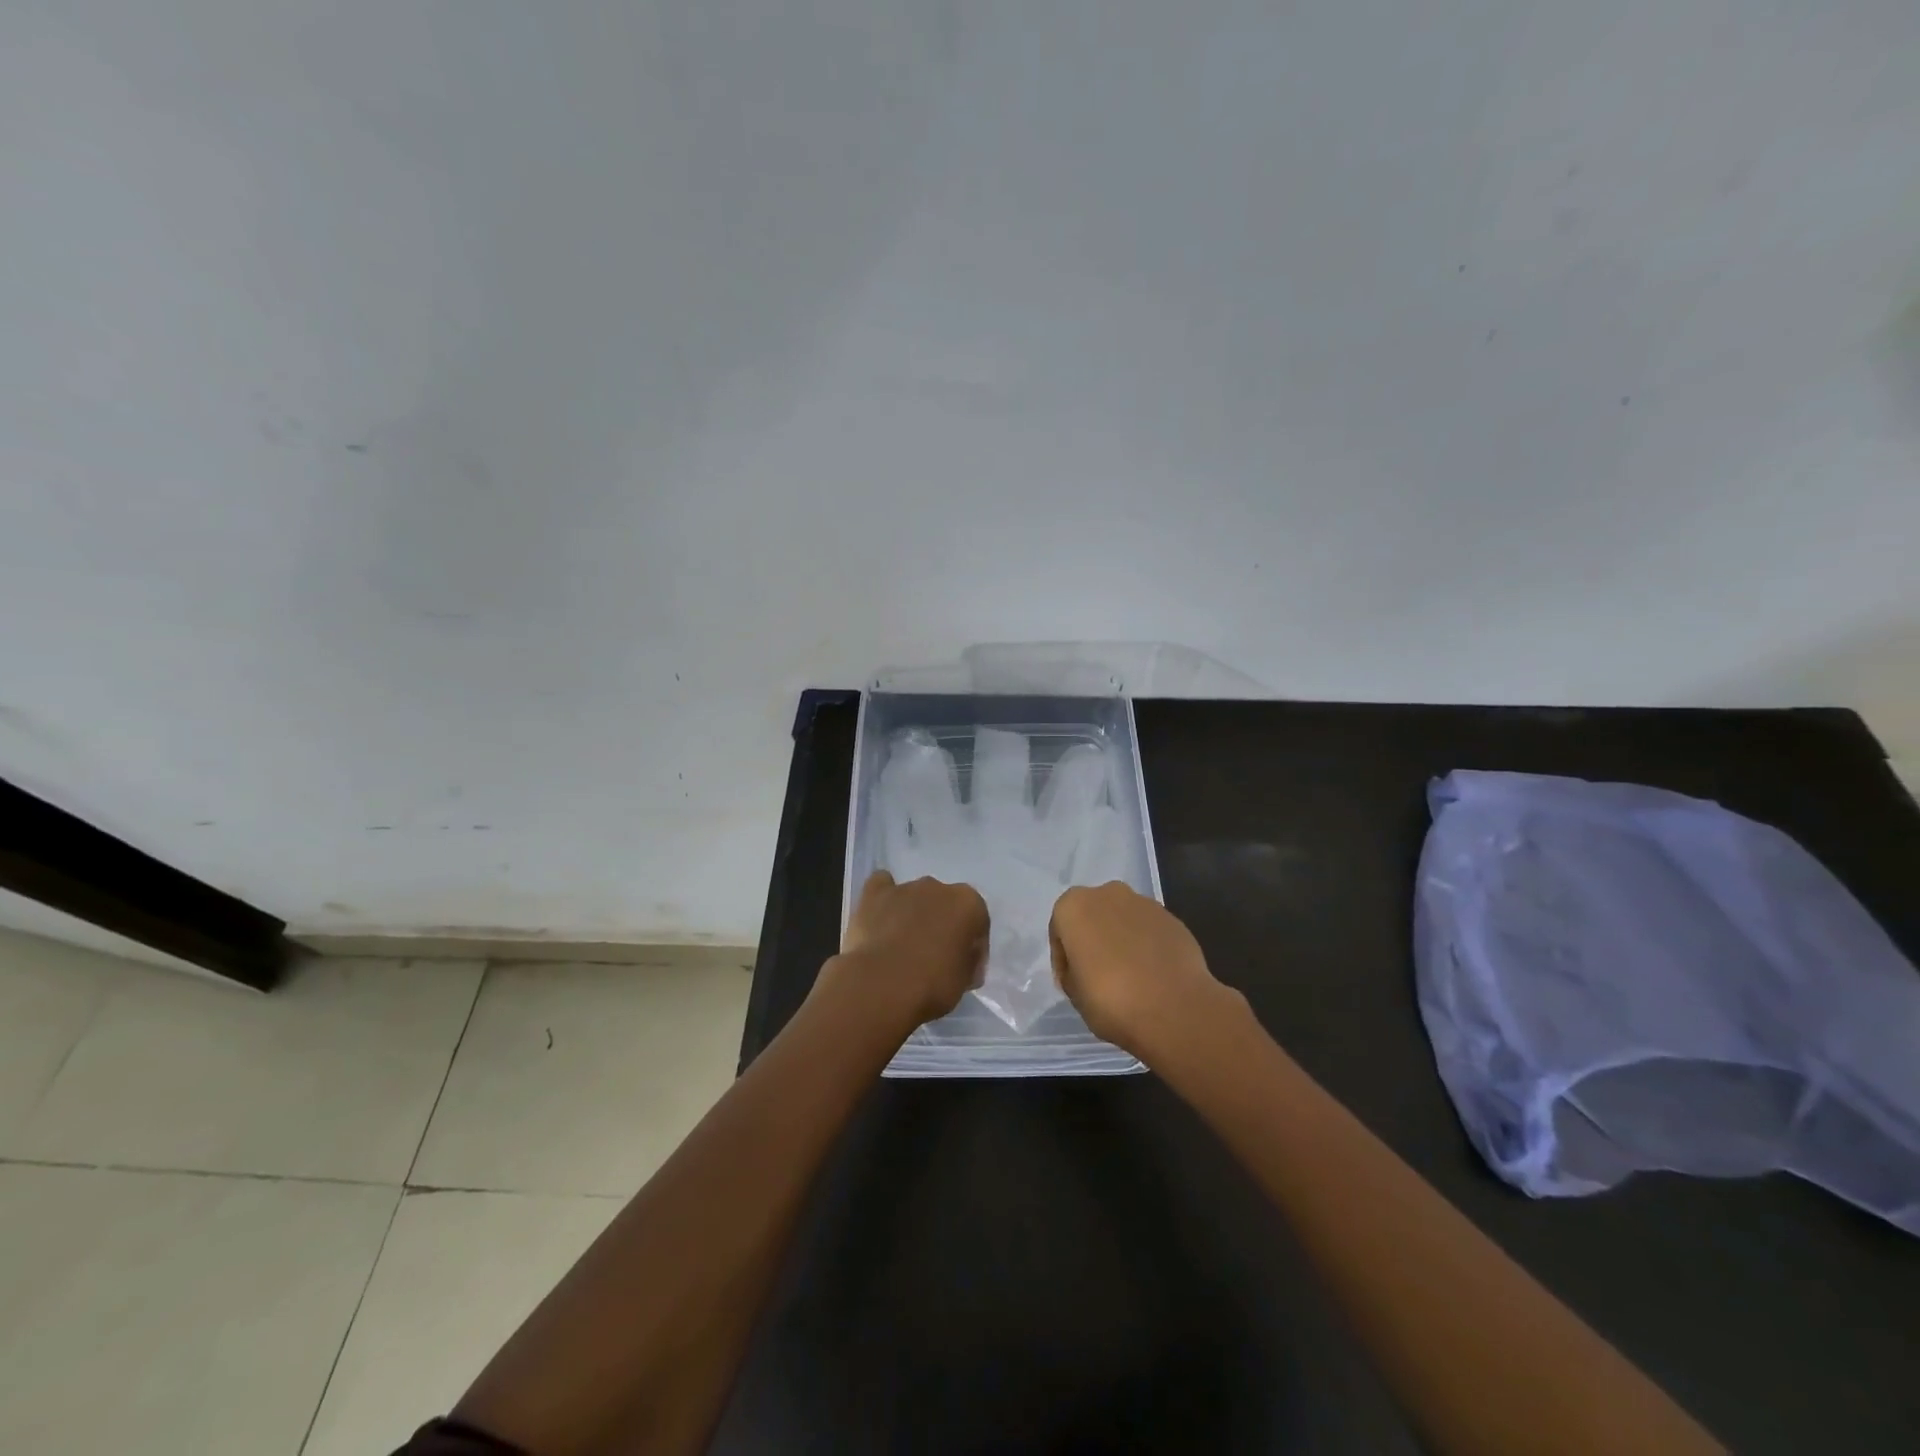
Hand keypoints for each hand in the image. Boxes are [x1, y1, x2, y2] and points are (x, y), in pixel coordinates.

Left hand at [813, 871, 988, 1037]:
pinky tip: (880, 918)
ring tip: (901, 948)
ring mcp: (905, 887)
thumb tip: (959, 958)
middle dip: (941, 926)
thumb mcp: (965, 980)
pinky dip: (883, 899)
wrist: (882, 985)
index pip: (978, 924)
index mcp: (969, 904)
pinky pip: (882, 887)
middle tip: (933, 959)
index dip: (972, 949)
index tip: (963, 972)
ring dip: (913, 915)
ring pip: (915, 897)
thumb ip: (967, 961)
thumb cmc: (933, 985)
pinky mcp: (875, 893)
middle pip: (945, 906)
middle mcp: (939, 887)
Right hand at [1049, 882, 1241, 1060]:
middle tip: (1097, 974)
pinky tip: (1151, 975)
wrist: (1175, 1009)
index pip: (1060, 930)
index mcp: (1074, 906)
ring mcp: (1144, 904)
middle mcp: (1107, 894)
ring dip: (1120, 941)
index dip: (1063, 959)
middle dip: (1093, 940)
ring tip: (1128, 976)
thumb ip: (1073, 971)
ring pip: (1123, 920)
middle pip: (1093, 917)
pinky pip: (1149, 931)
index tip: (1071, 983)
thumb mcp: (1074, 994)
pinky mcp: (1172, 919)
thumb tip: (1084, 968)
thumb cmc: (1111, 1000)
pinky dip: (1146, 946)